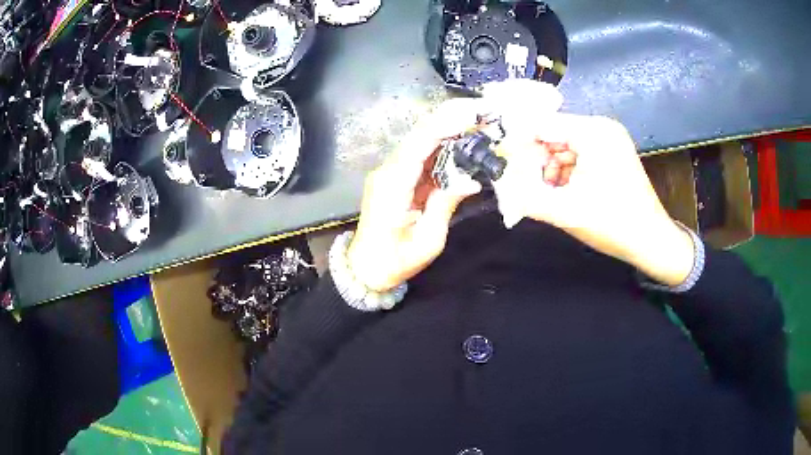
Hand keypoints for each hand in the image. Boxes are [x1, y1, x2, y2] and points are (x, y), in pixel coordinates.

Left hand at [346, 100, 481, 291]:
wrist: (366, 269)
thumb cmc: (396, 260)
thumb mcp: (428, 240)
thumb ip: (446, 204)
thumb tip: (471, 179)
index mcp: (393, 183)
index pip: (421, 142)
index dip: (448, 124)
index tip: (475, 113)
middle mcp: (388, 170)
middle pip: (420, 135)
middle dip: (452, 120)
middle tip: (484, 113)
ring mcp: (390, 172)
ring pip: (421, 142)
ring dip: (450, 131)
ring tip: (480, 124)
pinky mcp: (395, 178)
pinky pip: (421, 157)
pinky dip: (443, 148)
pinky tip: (463, 144)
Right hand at [498, 114, 693, 285]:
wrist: (652, 241)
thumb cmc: (614, 224)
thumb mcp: (566, 212)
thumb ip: (527, 196)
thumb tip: (500, 185)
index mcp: (593, 132)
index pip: (542, 124)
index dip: (517, 142)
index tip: (500, 162)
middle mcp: (601, 127)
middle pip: (552, 133)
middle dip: (535, 159)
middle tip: (523, 185)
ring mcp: (608, 139)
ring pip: (563, 145)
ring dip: (549, 167)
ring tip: (546, 194)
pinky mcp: (611, 152)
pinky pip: (578, 153)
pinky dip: (565, 170)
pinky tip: (563, 191)